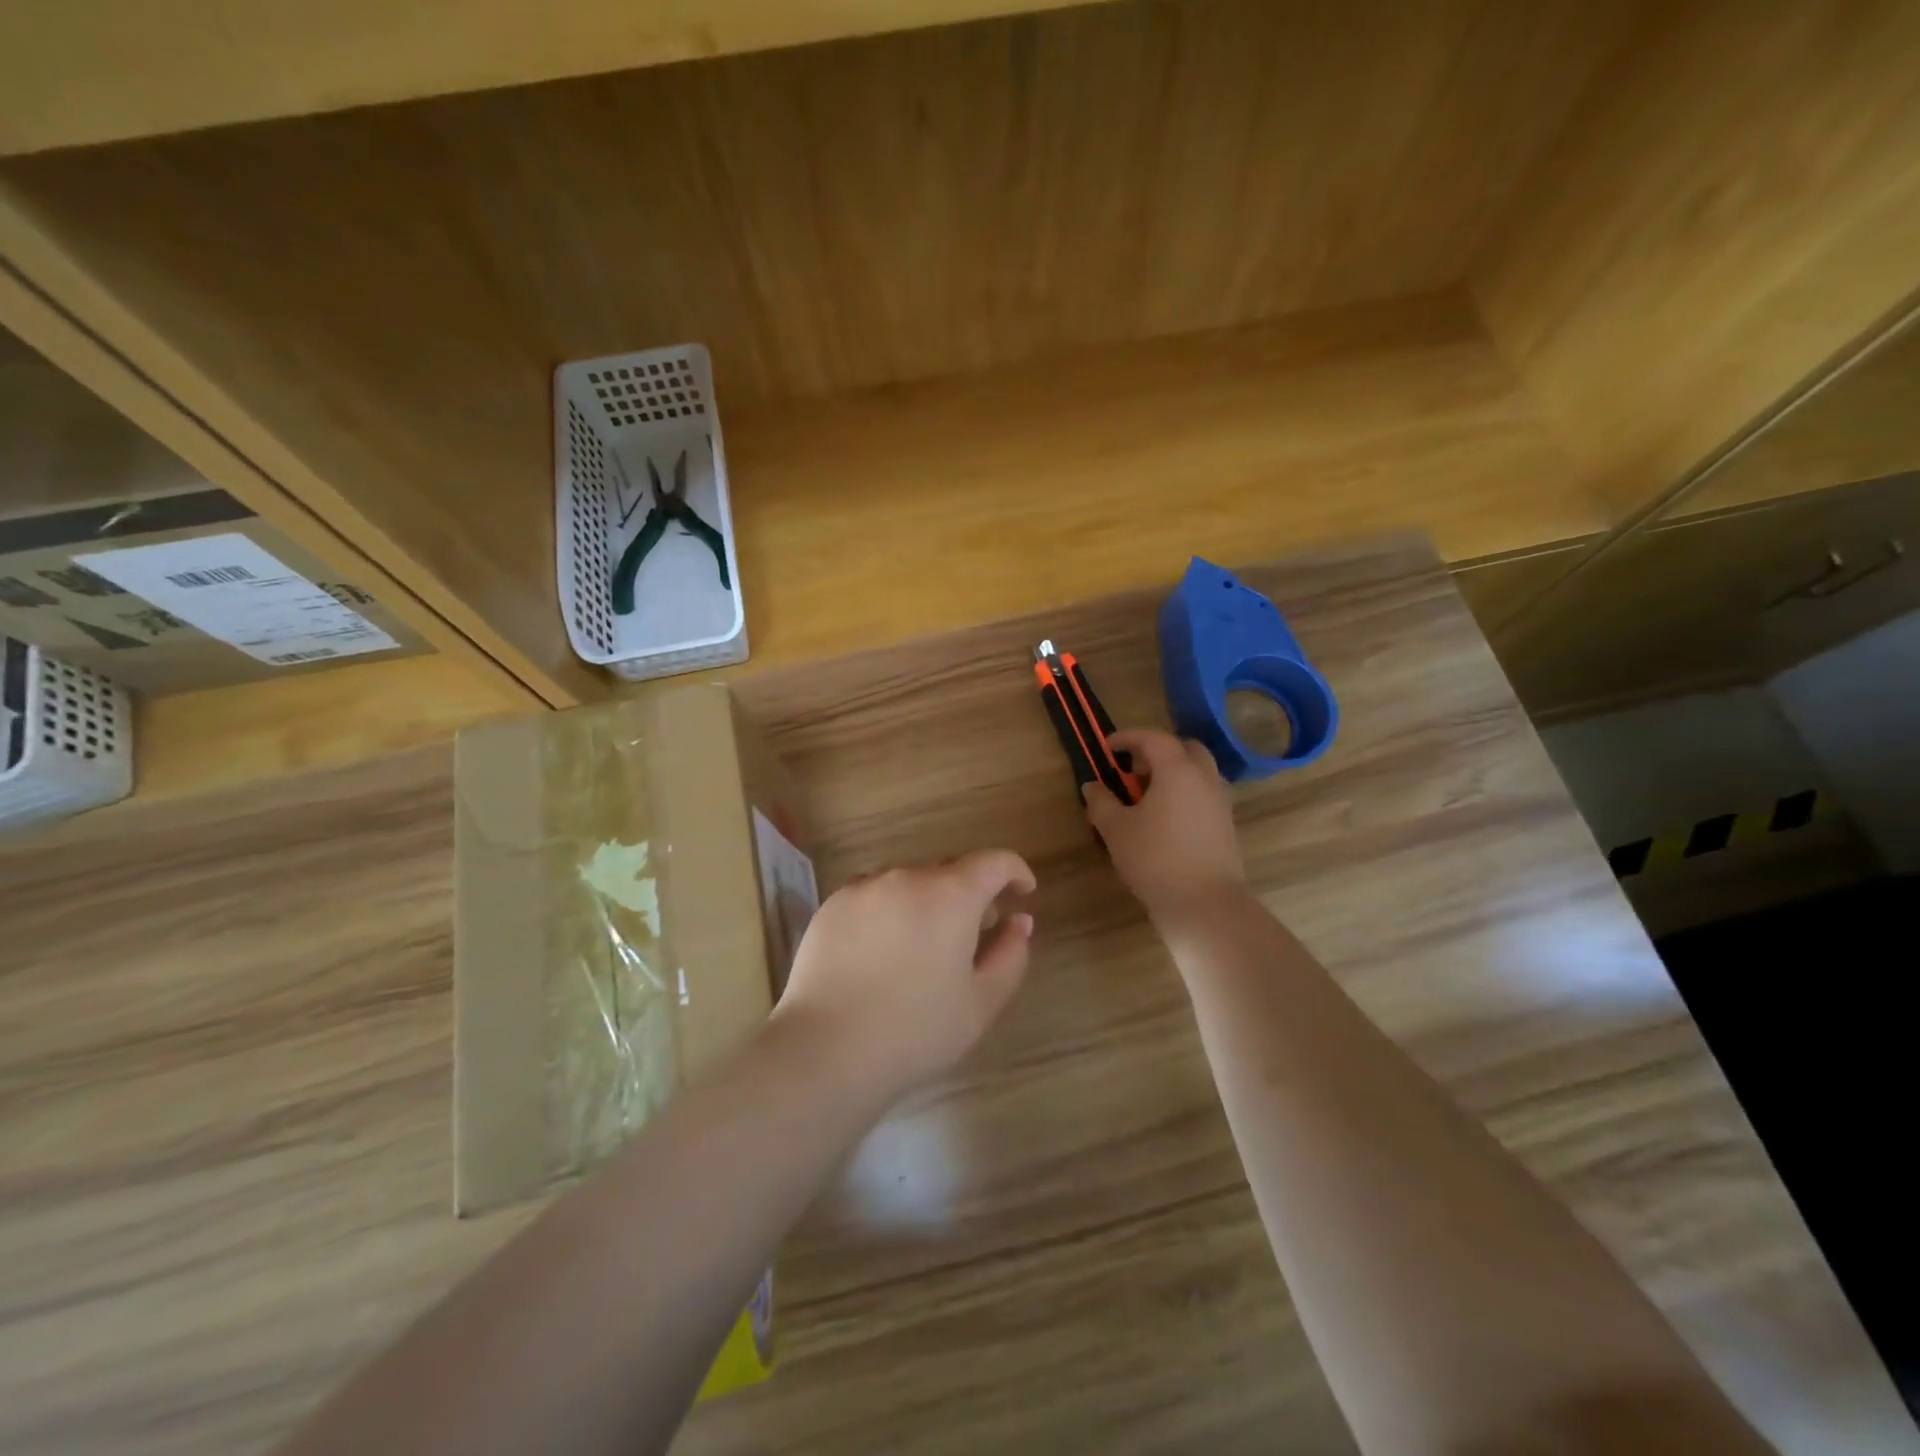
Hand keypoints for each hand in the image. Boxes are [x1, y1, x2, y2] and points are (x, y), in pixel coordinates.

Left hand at [771, 850, 1036, 1103]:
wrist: (826, 1050)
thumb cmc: (916, 1030)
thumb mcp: (981, 1002)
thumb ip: (1010, 955)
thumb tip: (1019, 921)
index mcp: (951, 895)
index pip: (994, 862)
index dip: (1014, 871)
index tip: (1023, 891)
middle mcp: (907, 877)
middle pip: (949, 871)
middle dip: (970, 894)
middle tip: (974, 933)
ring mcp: (864, 888)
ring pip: (909, 882)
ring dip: (927, 901)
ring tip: (923, 945)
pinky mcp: (831, 905)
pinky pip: (873, 895)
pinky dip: (889, 910)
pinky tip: (882, 951)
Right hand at [1084, 729, 1246, 924]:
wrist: (1205, 904)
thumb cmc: (1155, 860)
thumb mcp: (1116, 830)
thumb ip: (1101, 802)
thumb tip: (1092, 786)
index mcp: (1177, 771)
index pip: (1154, 738)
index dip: (1128, 737)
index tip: (1108, 747)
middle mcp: (1205, 778)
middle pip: (1185, 748)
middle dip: (1158, 752)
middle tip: (1134, 770)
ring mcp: (1220, 802)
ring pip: (1199, 772)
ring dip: (1174, 773)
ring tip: (1148, 796)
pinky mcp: (1227, 825)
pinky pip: (1205, 794)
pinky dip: (1186, 793)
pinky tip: (1166, 818)